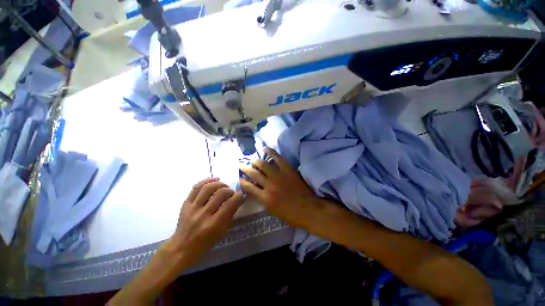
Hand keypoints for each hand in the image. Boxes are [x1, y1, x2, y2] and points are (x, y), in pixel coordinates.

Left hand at [167, 177, 243, 266]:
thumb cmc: (205, 242)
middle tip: (232, 193)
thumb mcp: (222, 232)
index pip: (230, 204)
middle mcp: (203, 214)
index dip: (238, 197)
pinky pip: (196, 187)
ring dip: (220, 184)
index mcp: (214, 224)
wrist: (182, 247)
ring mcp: (192, 207)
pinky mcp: (186, 203)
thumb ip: (230, 215)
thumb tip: (238, 200)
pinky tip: (215, 179)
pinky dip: (207, 180)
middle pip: (220, 193)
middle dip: (230, 190)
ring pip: (208, 188)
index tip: (241, 196)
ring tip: (224, 186)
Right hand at [239, 148, 320, 228]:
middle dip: (246, 168)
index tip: (241, 178)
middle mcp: (269, 186)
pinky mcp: (288, 170)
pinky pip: (278, 158)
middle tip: (242, 165)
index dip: (243, 181)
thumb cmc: (290, 215)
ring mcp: (279, 176)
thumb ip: (262, 199)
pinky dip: (271, 152)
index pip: (249, 187)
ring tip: (253, 160)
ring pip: (263, 165)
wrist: (309, 210)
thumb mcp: (272, 211)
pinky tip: (265, 149)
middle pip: (254, 174)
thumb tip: (257, 190)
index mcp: (265, 198)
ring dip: (256, 161)